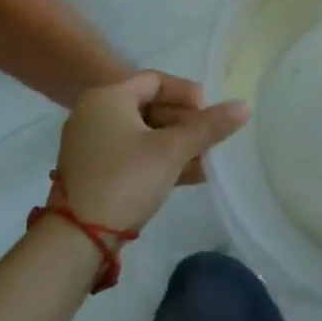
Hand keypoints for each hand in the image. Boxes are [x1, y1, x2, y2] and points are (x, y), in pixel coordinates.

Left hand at [54, 72, 249, 232]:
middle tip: (210, 140)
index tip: (209, 114)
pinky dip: (158, 159)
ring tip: (206, 160)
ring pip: (144, 133)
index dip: (187, 93)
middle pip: (150, 106)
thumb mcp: (172, 150)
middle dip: (185, 123)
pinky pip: (132, 154)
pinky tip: (189, 176)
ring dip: (176, 144)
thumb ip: (209, 126)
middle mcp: (94, 113)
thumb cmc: (125, 180)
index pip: (156, 80)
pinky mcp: (92, 171)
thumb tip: (245, 106)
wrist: (76, 240)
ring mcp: (90, 144)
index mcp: (108, 97)